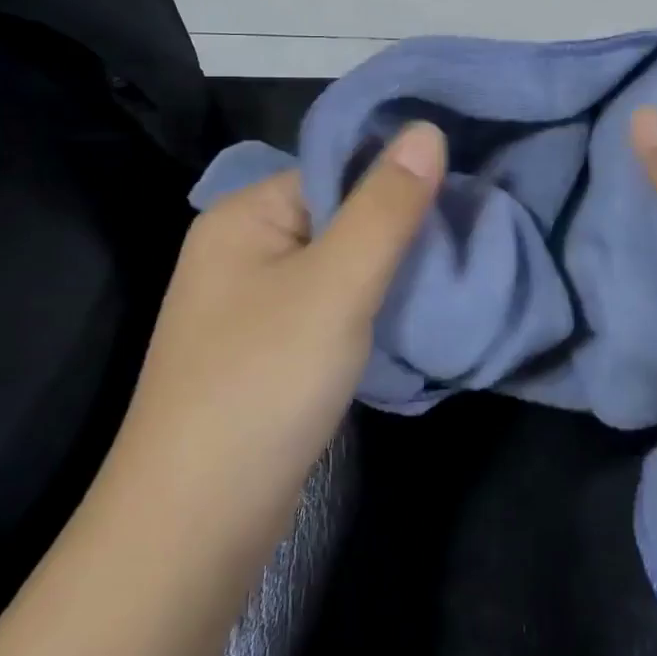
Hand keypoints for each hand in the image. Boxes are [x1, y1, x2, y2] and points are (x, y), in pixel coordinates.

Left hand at [109, 121, 446, 561]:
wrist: (194, 527)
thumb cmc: (264, 383)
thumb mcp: (337, 284)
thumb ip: (386, 206)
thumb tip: (428, 128)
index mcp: (243, 215)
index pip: (333, 170)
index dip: (395, 181)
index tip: (459, 199)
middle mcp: (240, 250)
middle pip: (337, 216)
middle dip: (396, 231)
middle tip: (461, 244)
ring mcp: (249, 304)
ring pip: (336, 266)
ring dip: (386, 274)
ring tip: (444, 279)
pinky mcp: (265, 351)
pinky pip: (327, 308)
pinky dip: (365, 311)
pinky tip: (405, 321)